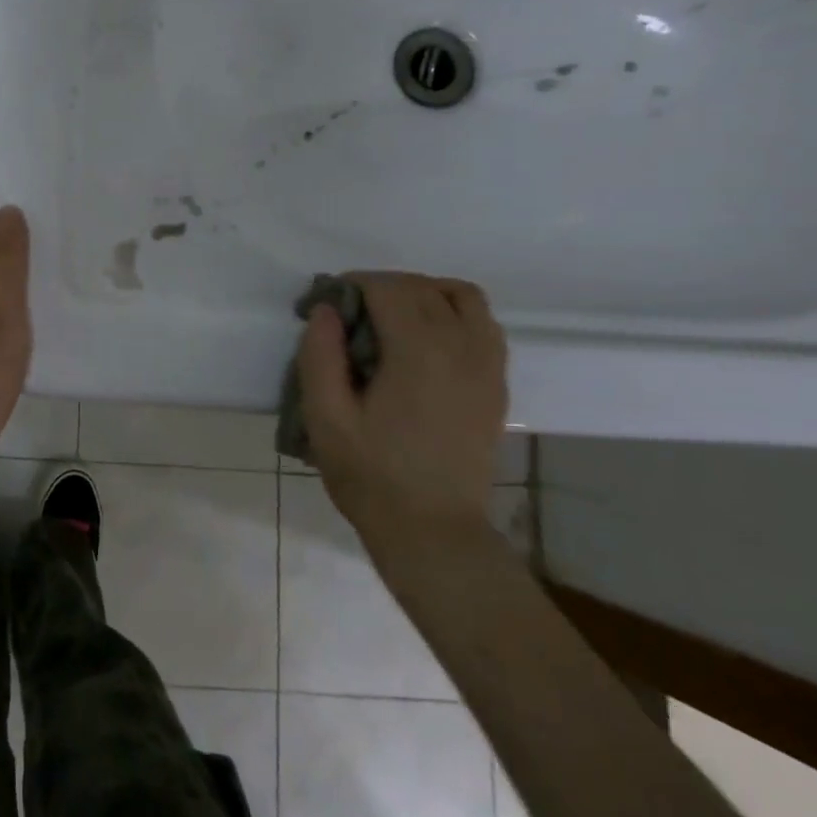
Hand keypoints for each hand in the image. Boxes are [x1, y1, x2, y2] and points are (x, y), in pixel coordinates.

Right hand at [298, 272, 507, 541]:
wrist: (433, 531)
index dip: (349, 285)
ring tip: (387, 319)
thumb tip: (325, 310)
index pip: (387, 287)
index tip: (320, 307)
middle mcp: (462, 347)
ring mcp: (487, 365)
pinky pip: (482, 324)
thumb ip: (320, 355)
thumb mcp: (325, 418)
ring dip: (421, 293)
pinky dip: (451, 314)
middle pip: (421, 286)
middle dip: (378, 287)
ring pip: (461, 296)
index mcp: (419, 352)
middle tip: (343, 315)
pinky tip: (422, 341)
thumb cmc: (371, 475)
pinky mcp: (496, 384)